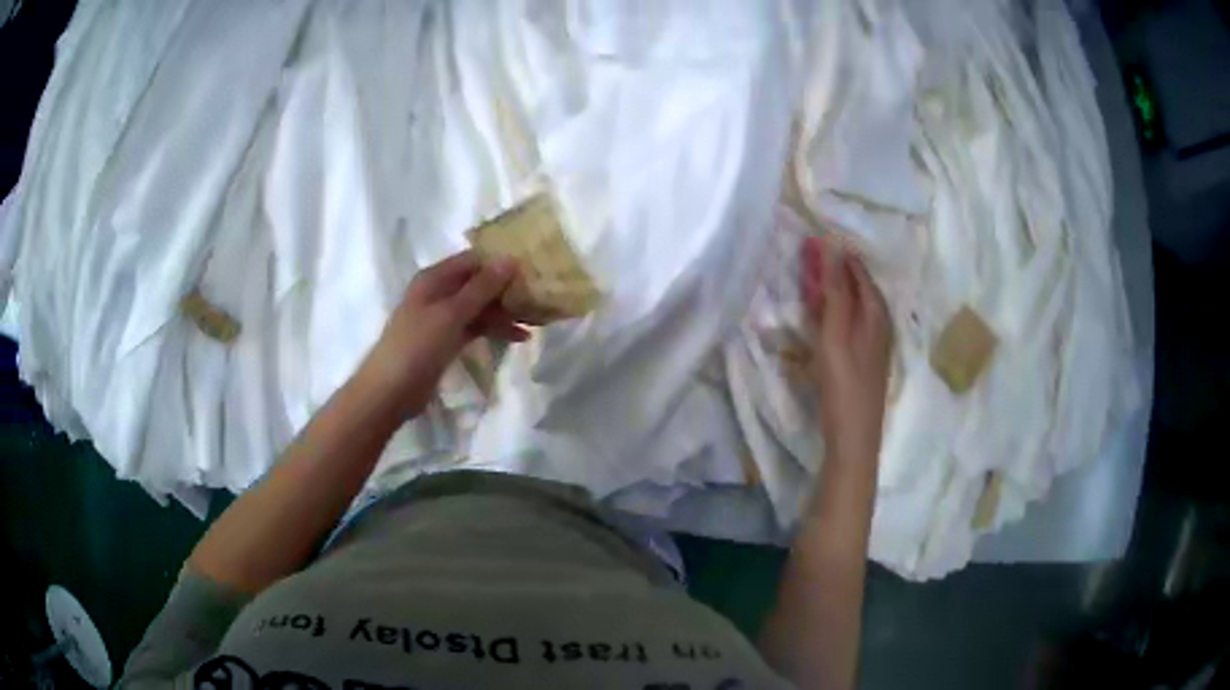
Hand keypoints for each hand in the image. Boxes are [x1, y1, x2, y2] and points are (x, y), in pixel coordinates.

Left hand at [362, 250, 529, 416]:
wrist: (390, 391)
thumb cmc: (417, 346)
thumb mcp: (451, 314)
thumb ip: (481, 288)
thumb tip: (510, 259)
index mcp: (434, 278)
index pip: (473, 260)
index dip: (500, 262)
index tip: (531, 268)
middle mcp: (438, 292)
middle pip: (477, 283)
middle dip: (506, 289)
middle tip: (540, 296)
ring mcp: (442, 318)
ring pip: (479, 307)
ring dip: (504, 312)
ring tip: (536, 320)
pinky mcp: (446, 340)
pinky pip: (475, 327)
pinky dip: (494, 329)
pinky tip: (518, 337)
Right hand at [801, 236, 891, 461]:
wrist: (854, 438)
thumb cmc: (844, 384)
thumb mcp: (837, 335)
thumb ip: (836, 293)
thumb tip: (834, 249)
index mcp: (875, 315)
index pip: (860, 274)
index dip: (841, 256)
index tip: (818, 239)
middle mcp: (879, 326)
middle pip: (860, 289)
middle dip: (838, 271)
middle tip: (812, 257)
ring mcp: (873, 346)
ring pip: (857, 307)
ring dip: (837, 291)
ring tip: (815, 281)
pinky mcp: (864, 362)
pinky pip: (853, 324)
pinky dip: (838, 313)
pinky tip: (826, 319)